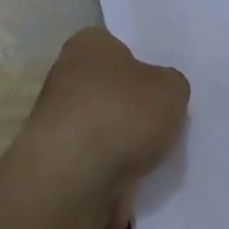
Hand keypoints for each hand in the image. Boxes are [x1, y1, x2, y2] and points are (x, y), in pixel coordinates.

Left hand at [20, 28, 189, 228]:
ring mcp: (57, 120)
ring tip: (153, 160)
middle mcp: (65, 76)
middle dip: (132, 108)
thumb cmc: (123, 113)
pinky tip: (135, 183)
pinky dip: (113, 173)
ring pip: (102, 128)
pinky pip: (95, 163)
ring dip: (123, 145)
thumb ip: (171, 85)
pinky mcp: (56, 161)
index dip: (142, 65)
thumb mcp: (171, 89)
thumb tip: (160, 93)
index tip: (160, 87)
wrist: (75, 176)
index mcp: (88, 45)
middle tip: (162, 123)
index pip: (117, 46)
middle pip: (109, 89)